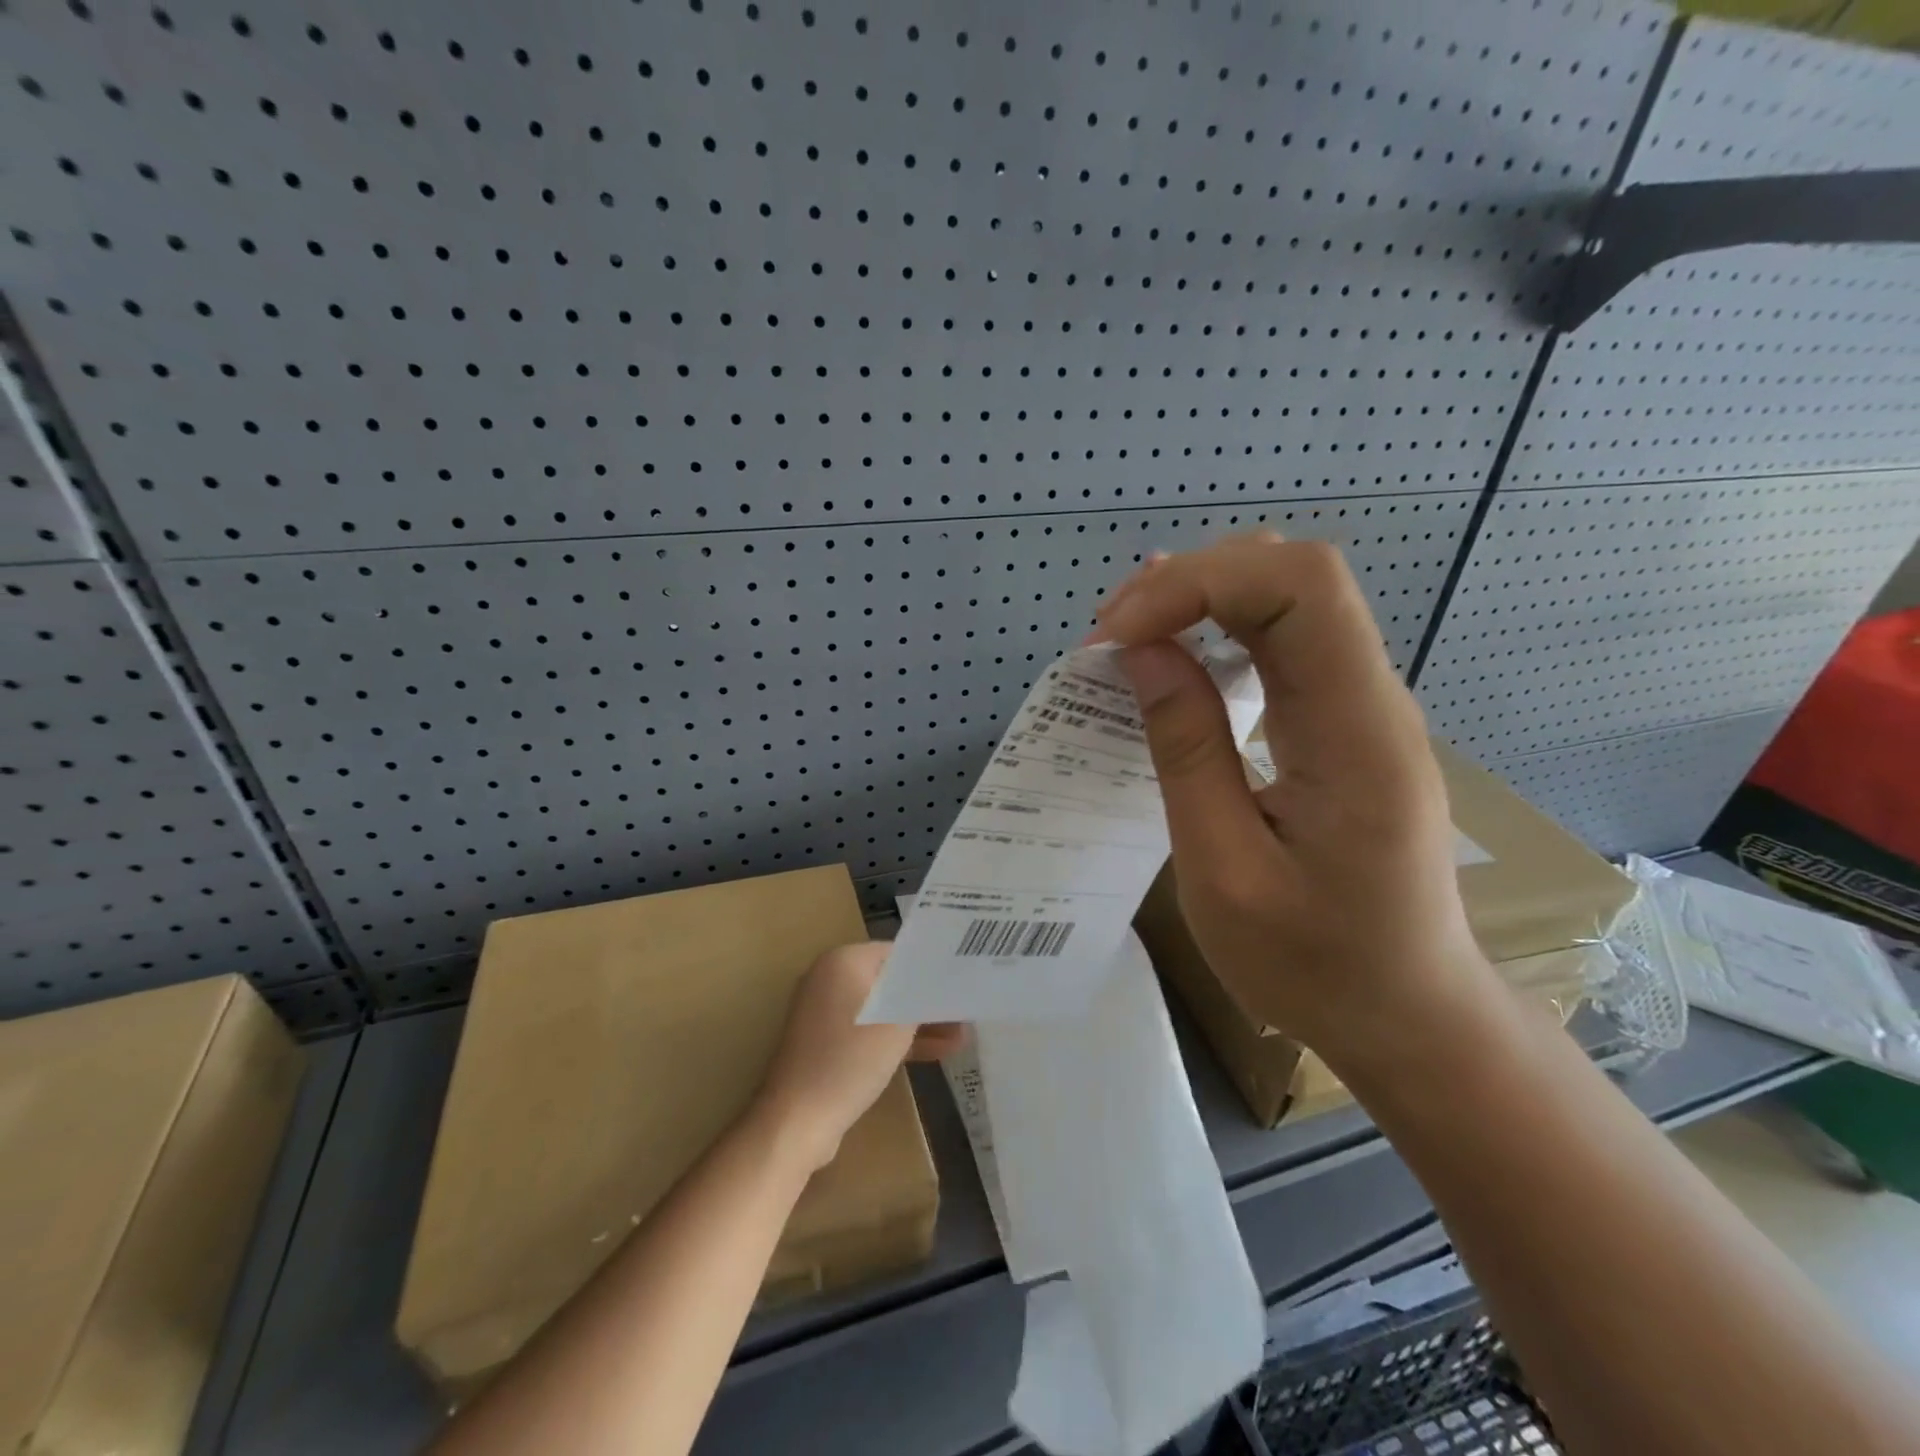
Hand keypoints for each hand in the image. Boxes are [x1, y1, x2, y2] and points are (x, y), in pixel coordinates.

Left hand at [756, 943, 964, 1170]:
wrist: (796, 1121)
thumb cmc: (849, 1060)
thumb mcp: (897, 1025)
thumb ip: (922, 998)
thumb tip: (944, 984)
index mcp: (843, 961)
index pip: (898, 952)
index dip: (932, 965)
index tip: (963, 977)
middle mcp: (830, 979)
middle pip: (891, 981)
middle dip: (929, 998)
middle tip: (967, 1008)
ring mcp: (826, 1014)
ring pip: (884, 1010)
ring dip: (919, 1023)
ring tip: (963, 1035)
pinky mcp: (828, 1045)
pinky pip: (871, 1032)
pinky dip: (898, 1040)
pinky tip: (938, 1052)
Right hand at [1097, 534, 1496, 1068]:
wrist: (1407, 1014)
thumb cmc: (1314, 964)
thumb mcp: (1224, 870)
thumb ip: (1186, 752)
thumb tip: (1142, 654)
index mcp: (1355, 732)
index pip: (1298, 586)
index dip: (1199, 583)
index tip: (1117, 638)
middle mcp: (1371, 698)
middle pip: (1294, 575)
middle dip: (1192, 583)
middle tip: (1110, 637)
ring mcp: (1362, 706)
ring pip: (1288, 598)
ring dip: (1201, 600)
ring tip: (1128, 638)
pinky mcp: (1343, 722)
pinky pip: (1285, 642)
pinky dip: (1219, 630)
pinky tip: (1174, 653)